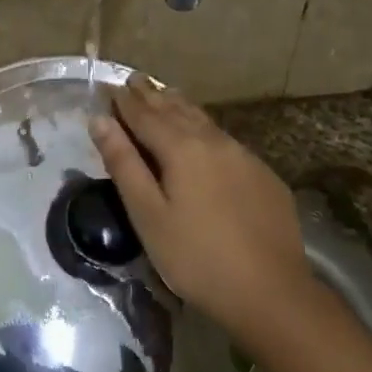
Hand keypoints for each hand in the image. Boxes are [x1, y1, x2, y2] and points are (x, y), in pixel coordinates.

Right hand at [90, 77, 310, 344]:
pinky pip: (224, 139)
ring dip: (179, 105)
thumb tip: (100, 120)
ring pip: (203, 120)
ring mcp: (243, 156)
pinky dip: (203, 127)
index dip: (124, 101)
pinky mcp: (263, 175)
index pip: (145, 115)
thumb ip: (124, 164)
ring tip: (164, 94)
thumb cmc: (197, 257)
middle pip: (176, 110)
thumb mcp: (148, 215)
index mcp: (182, 148)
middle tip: (135, 79)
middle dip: (151, 95)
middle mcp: (213, 141)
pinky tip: (204, 134)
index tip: (109, 86)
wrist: (271, 292)